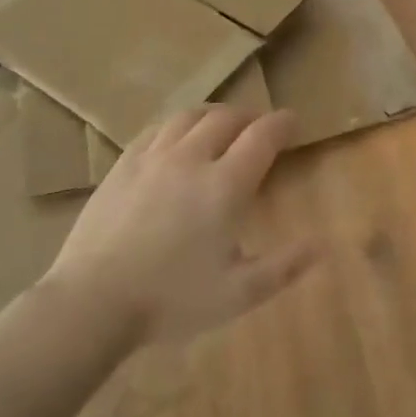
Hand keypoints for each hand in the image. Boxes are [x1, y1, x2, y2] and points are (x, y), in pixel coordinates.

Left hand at [41, 106, 319, 346]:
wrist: (93, 302)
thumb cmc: (172, 300)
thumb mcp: (239, 294)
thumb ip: (284, 267)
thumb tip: (322, 245)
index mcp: (225, 185)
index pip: (262, 136)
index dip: (282, 123)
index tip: (293, 121)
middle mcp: (192, 159)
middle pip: (227, 118)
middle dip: (250, 116)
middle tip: (259, 126)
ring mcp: (153, 158)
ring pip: (189, 117)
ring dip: (213, 114)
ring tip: (221, 124)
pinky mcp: (123, 166)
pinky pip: (156, 130)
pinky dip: (177, 125)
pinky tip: (176, 137)